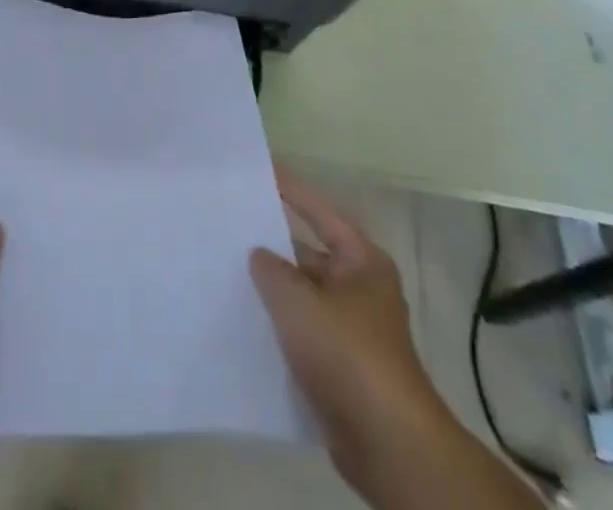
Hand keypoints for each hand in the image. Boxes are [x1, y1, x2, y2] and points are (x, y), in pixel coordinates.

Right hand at [251, 167, 435, 494]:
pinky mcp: (340, 367)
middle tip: (229, 224)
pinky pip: (301, 333)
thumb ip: (271, 269)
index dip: (291, 188)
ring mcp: (351, 330)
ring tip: (225, 269)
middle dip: (272, 244)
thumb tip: (259, 254)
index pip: (319, 211)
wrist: (387, 443)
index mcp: (362, 261)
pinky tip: (242, 321)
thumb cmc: (346, 352)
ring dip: (272, 289)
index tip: (261, 168)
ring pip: (302, 296)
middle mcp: (360, 288)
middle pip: (308, 253)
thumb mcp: (298, 300)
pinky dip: (277, 326)